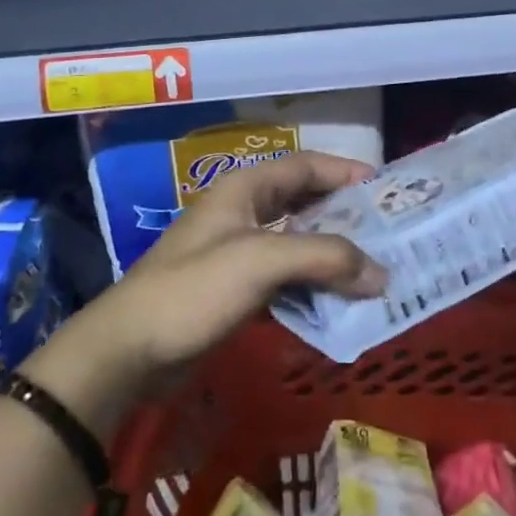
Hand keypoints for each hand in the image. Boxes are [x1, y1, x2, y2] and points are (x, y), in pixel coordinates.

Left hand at [69, 151, 387, 395]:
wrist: (129, 350)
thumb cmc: (194, 288)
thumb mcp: (262, 261)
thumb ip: (325, 259)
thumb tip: (381, 274)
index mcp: (245, 190)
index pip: (305, 166)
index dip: (344, 171)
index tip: (384, 189)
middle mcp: (243, 213)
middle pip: (304, 203)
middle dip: (344, 217)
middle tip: (386, 233)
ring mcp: (237, 253)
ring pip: (297, 244)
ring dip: (331, 256)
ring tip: (372, 271)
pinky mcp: (234, 290)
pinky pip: (285, 279)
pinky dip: (312, 287)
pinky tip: (337, 305)